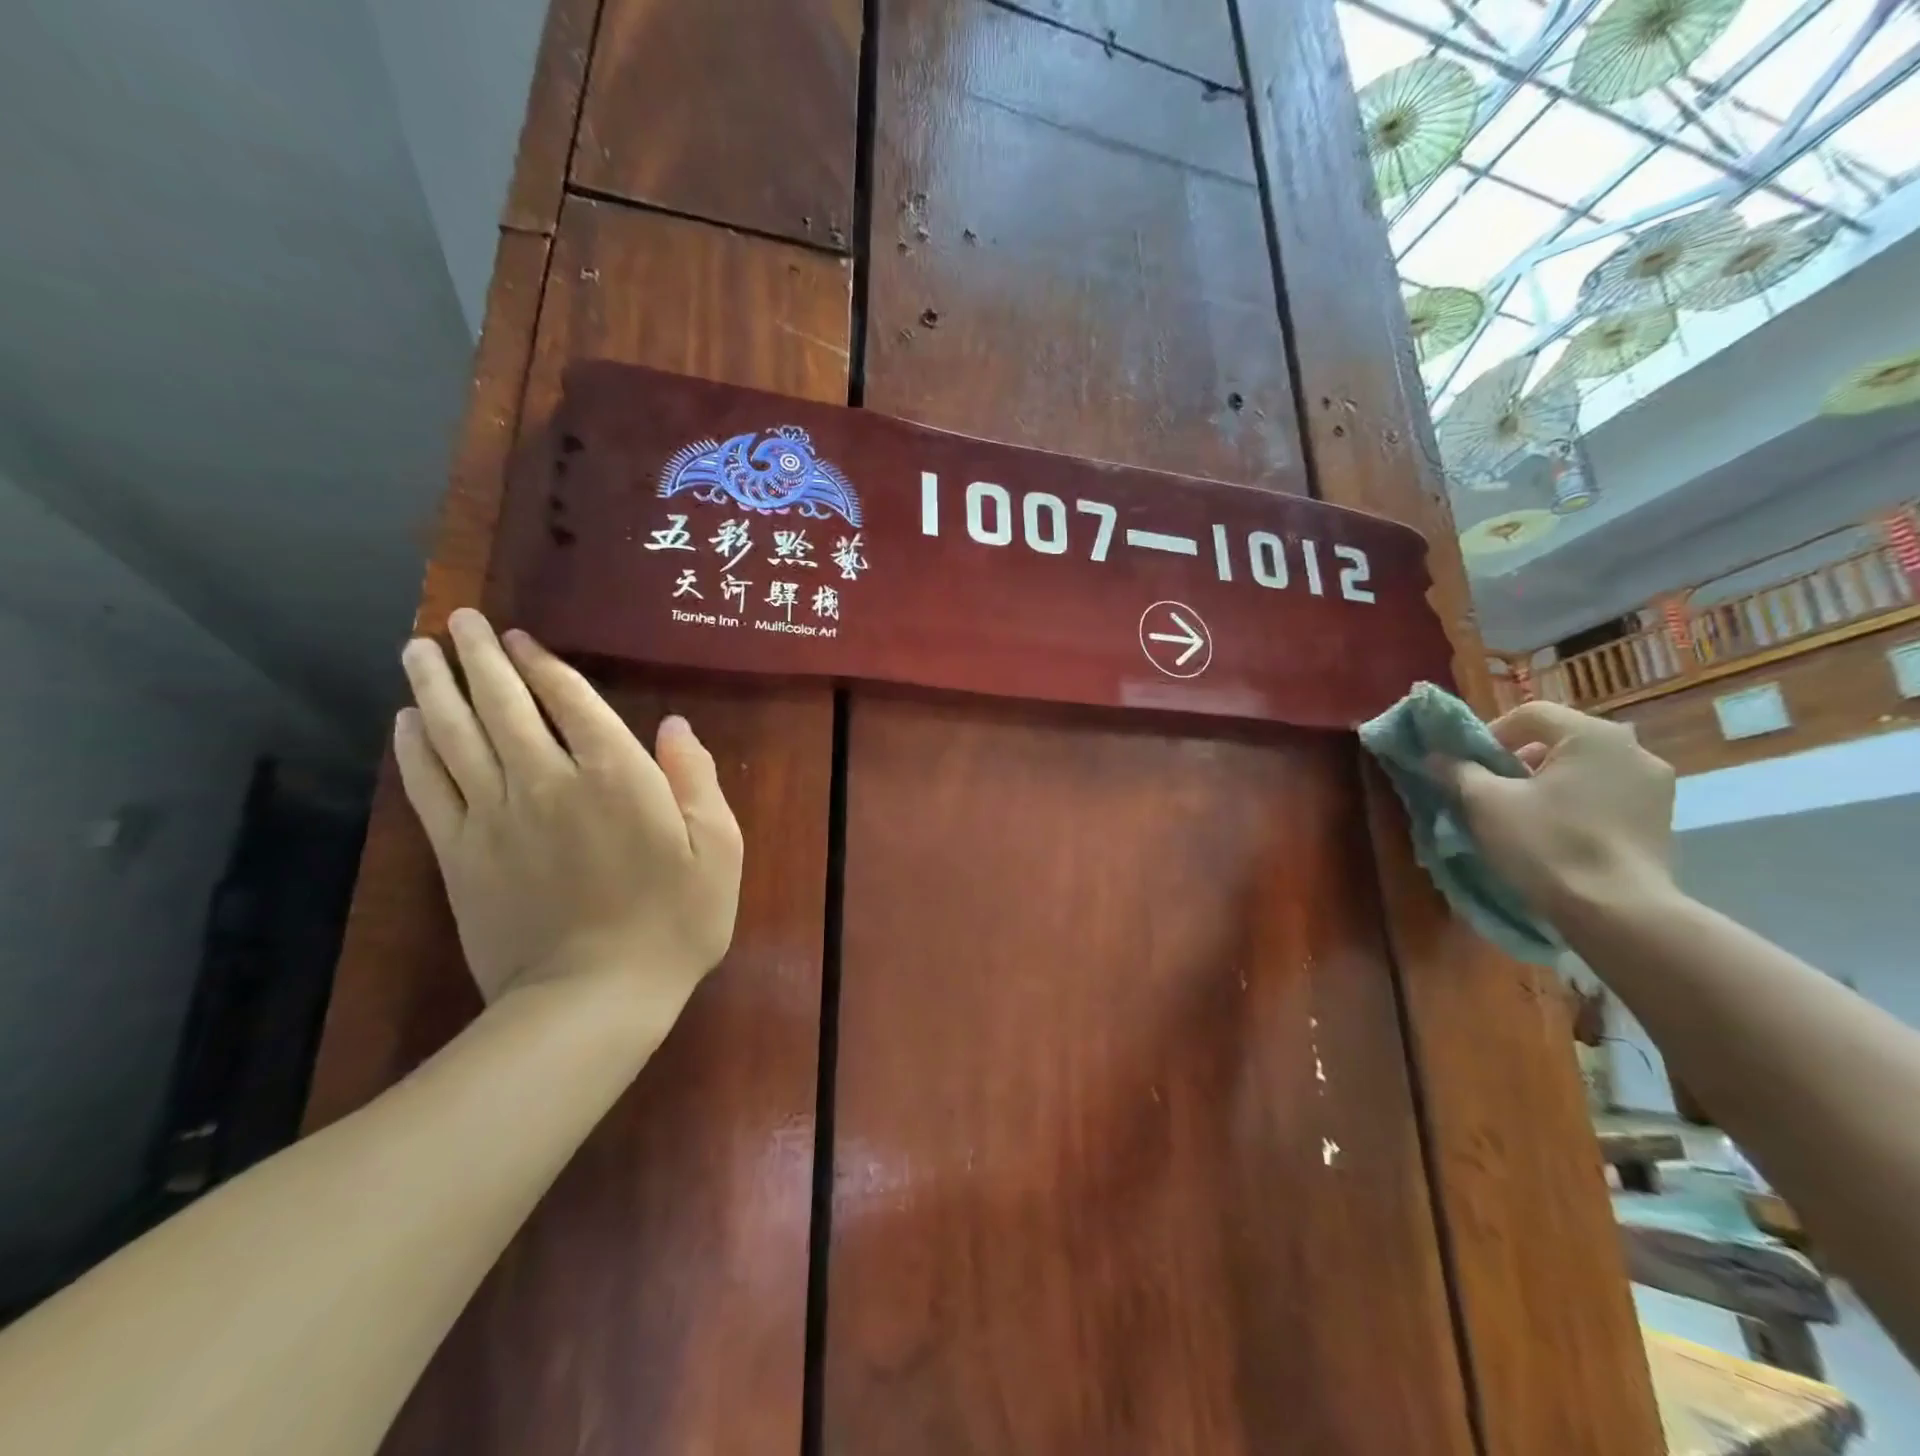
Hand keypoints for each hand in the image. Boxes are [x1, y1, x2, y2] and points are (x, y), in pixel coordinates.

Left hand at [393, 610, 742, 1018]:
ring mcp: (495, 817)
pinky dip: (412, 750)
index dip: (544, 666)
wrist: (592, 999)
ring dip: (436, 687)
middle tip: (458, 621)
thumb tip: (675, 726)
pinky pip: (428, 788)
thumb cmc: (673, 923)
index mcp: (616, 777)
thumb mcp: (719, 850)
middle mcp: (548, 782)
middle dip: (479, 658)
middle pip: (503, 705)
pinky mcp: (459, 855)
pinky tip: (405, 722)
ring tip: (419, 649)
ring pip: (455, 736)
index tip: (521, 639)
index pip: (571, 703)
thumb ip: (697, 780)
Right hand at [1441, 701, 1675, 916]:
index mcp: (1592, 735)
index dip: (1490, 734)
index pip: (1529, 714)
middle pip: (1559, 740)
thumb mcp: (1485, 803)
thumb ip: (1458, 771)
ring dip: (1548, 781)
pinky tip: (1556, 831)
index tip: (1468, 765)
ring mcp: (1655, 785)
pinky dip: (1576, 802)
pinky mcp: (1660, 818)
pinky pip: (1606, 794)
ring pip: (1584, 768)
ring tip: (1522, 812)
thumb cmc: (1547, 843)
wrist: (1618, 911)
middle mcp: (1633, 749)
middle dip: (1519, 758)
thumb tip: (1436, 756)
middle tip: (1491, 788)